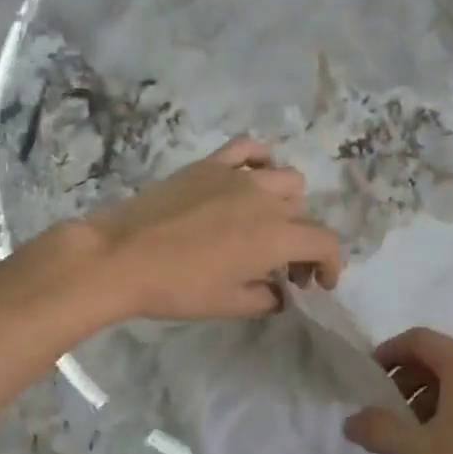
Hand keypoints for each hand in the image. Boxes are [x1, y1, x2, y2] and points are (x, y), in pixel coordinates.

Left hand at [83, 137, 342, 320]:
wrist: (121, 257)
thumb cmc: (178, 288)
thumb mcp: (228, 305)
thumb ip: (265, 298)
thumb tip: (278, 293)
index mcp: (277, 236)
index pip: (325, 242)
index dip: (330, 265)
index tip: (318, 284)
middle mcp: (266, 200)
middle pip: (305, 215)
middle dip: (304, 243)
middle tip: (284, 268)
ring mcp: (239, 176)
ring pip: (286, 179)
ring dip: (288, 204)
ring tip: (268, 223)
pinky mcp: (210, 164)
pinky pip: (248, 149)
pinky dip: (260, 160)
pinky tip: (252, 177)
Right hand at [343, 328, 452, 453]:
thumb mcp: (421, 452)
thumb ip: (380, 431)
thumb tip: (350, 421)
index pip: (417, 339)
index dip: (388, 353)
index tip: (368, 378)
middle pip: (437, 355)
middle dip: (407, 377)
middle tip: (387, 409)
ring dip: (429, 392)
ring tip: (414, 428)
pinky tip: (445, 435)